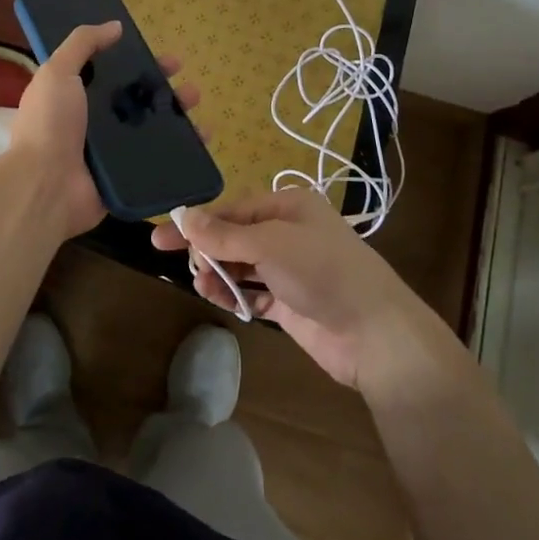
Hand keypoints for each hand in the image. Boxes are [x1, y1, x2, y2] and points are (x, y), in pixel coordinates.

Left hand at [7, 22, 199, 242]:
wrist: (46, 186)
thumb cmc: (49, 125)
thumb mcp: (57, 72)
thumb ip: (82, 44)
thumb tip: (115, 25)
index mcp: (76, 96)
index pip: (113, 74)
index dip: (138, 63)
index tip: (160, 57)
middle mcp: (94, 121)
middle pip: (136, 99)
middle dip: (163, 88)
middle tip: (186, 82)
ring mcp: (111, 151)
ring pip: (151, 127)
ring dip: (176, 114)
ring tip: (196, 105)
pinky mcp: (126, 176)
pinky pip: (158, 158)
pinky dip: (182, 149)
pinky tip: (202, 139)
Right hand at [151, 187, 424, 389]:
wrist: (375, 333)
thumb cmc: (322, 271)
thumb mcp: (269, 243)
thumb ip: (225, 234)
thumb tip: (185, 218)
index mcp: (289, 206)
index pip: (233, 209)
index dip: (198, 221)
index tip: (163, 234)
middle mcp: (289, 233)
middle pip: (235, 236)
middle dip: (207, 247)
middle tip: (171, 260)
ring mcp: (291, 270)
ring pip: (242, 265)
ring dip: (218, 273)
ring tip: (200, 284)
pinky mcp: (291, 303)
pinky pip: (253, 293)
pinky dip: (234, 294)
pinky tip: (216, 298)